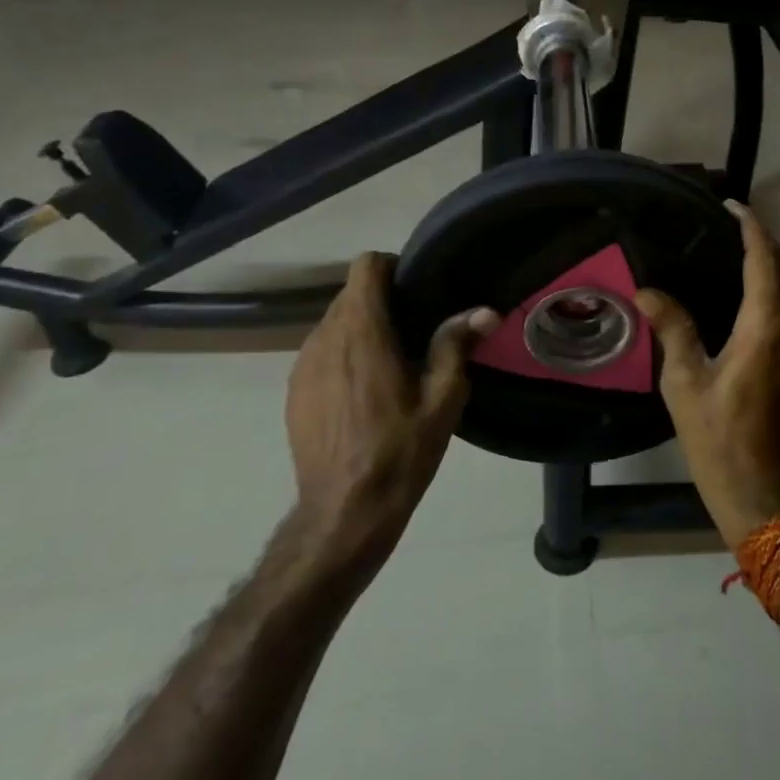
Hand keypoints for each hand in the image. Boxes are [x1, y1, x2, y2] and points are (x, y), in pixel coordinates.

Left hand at [287, 253, 496, 571]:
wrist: (343, 514)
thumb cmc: (399, 451)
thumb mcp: (442, 400)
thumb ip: (456, 345)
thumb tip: (485, 310)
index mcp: (362, 330)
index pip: (365, 265)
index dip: (392, 266)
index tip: (417, 289)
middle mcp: (325, 337)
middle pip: (350, 293)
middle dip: (381, 300)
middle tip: (415, 328)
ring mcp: (302, 365)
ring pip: (333, 322)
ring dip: (361, 328)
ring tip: (390, 360)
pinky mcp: (294, 391)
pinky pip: (320, 351)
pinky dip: (342, 354)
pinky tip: (363, 391)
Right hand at [636, 205, 779, 547]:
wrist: (765, 496)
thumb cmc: (719, 440)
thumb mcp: (684, 384)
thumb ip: (672, 329)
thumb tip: (648, 291)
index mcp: (766, 330)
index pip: (765, 261)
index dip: (751, 227)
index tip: (731, 205)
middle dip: (766, 241)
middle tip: (730, 228)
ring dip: (777, 264)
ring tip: (739, 254)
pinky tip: (752, 296)